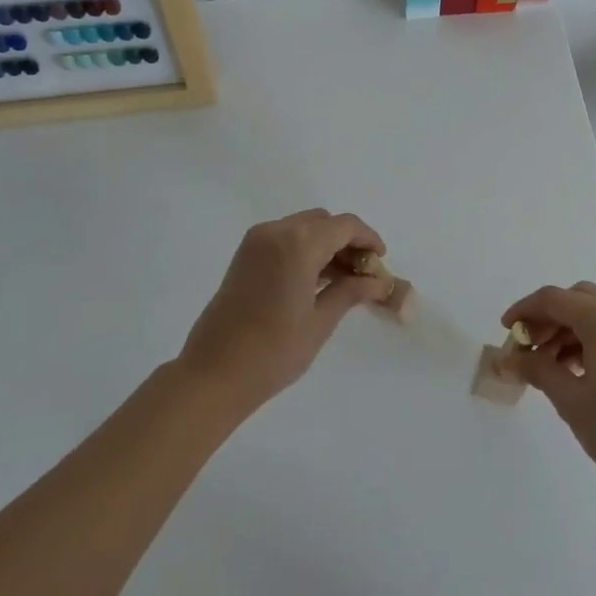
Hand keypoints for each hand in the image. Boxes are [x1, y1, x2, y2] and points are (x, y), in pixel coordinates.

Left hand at [177, 210, 388, 418]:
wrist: (213, 373)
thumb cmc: (273, 351)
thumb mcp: (320, 321)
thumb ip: (351, 292)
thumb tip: (380, 282)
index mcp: (298, 243)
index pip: (345, 225)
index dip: (368, 239)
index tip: (381, 262)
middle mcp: (276, 231)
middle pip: (323, 222)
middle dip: (347, 241)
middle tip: (364, 274)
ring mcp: (256, 241)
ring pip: (303, 228)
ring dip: (326, 245)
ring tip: (344, 281)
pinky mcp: (245, 255)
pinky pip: (284, 239)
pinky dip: (305, 250)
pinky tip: (317, 280)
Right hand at [501, 282, 595, 499]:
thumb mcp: (571, 401)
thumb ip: (537, 370)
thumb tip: (510, 359)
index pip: (554, 299)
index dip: (524, 311)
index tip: (505, 330)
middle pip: (576, 299)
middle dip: (547, 319)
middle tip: (526, 347)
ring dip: (568, 329)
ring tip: (548, 363)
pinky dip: (590, 337)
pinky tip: (577, 367)